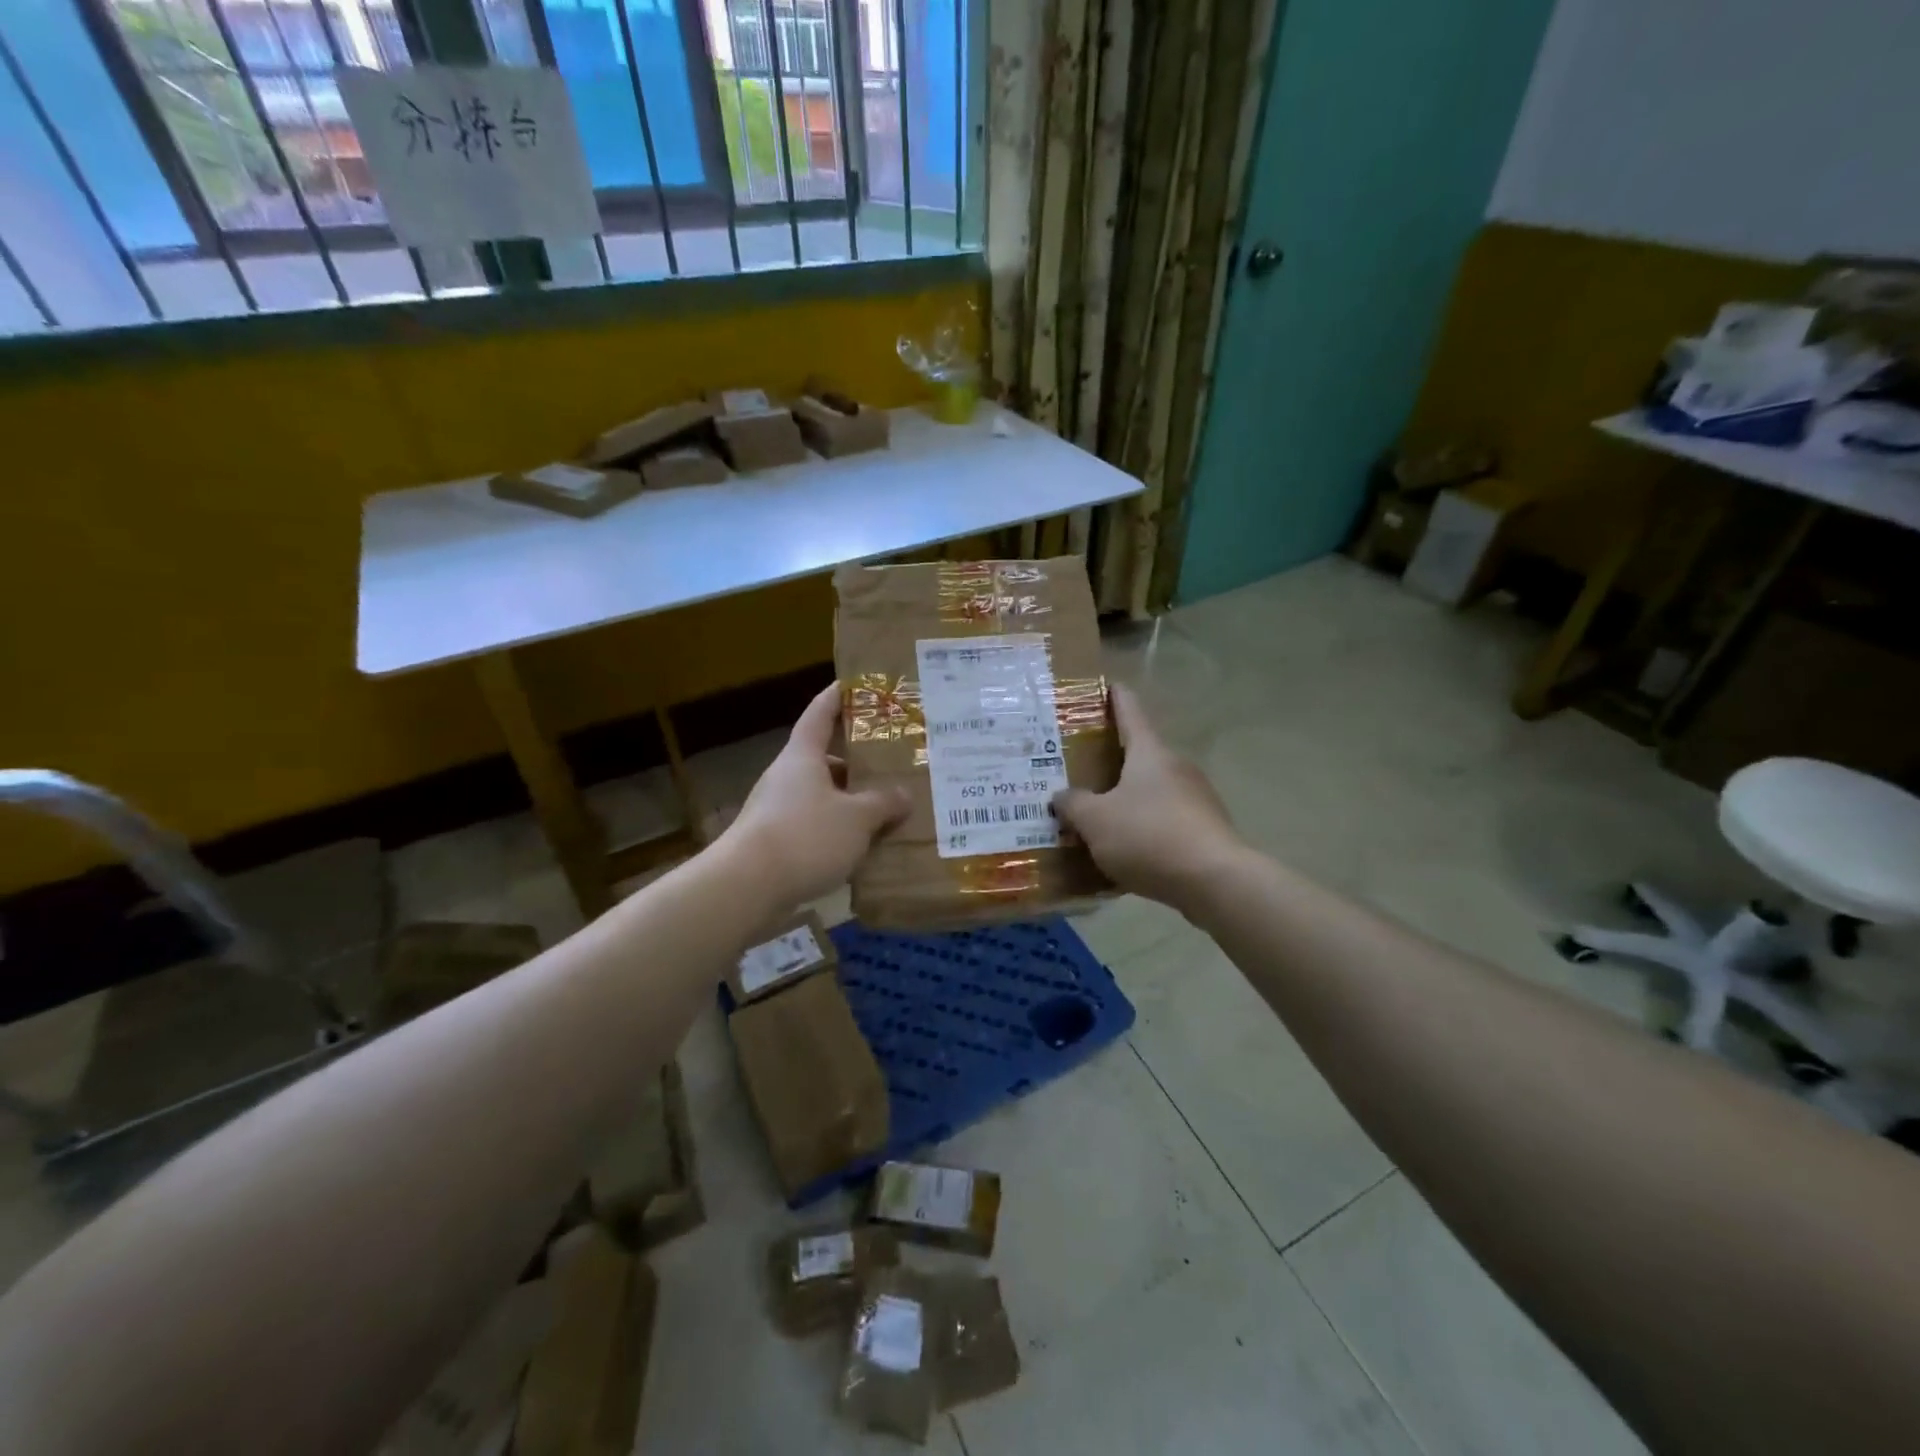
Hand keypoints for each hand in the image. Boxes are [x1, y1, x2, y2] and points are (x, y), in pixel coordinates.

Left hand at [717, 682, 908, 910]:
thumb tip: (904, 795)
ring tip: (887, 810)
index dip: (838, 695)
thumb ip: (884, 803)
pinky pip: (815, 825)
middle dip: (858, 761)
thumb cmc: (805, 836)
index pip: (820, 713)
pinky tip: (863, 847)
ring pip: (823, 795)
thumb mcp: (857, 818)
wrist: (746, 887)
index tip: (858, 683)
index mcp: (802, 756)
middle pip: (825, 759)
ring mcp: (777, 809)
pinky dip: (839, 830)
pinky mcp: (775, 841)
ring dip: (851, 801)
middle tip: (892, 764)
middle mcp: (787, 776)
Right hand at [1054, 683, 1245, 910]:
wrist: (1214, 881)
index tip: (1109, 684)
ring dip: (1129, 797)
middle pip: (1142, 754)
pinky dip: (1146, 826)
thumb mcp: (1096, 821)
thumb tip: (1062, 796)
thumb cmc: (1149, 836)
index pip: (1131, 713)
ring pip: (1154, 790)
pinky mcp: (1206, 829)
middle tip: (1083, 764)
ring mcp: (1197, 798)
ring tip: (1100, 813)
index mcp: (1150, 753)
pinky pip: (1166, 820)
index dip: (1117, 698)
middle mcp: (1176, 767)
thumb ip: (1073, 805)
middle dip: (1115, 758)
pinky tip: (1127, 849)